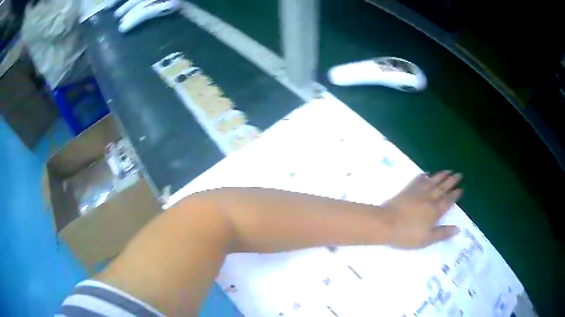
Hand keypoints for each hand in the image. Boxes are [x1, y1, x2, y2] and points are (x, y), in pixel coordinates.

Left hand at [383, 171, 462, 248]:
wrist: (386, 223)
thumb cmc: (407, 235)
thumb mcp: (427, 239)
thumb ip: (443, 233)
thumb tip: (458, 229)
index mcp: (435, 212)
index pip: (448, 201)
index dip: (455, 195)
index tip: (461, 188)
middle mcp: (429, 199)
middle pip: (442, 188)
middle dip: (452, 181)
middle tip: (459, 174)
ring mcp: (417, 193)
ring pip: (432, 182)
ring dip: (441, 175)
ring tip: (448, 170)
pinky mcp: (407, 190)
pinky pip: (418, 181)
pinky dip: (423, 176)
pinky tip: (426, 173)